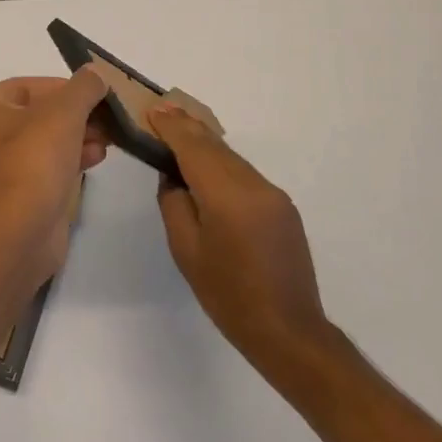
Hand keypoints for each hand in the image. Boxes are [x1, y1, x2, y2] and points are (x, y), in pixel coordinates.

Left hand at [0, 68, 110, 288]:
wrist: (20, 231)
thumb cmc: (35, 159)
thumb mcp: (65, 111)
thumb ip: (83, 86)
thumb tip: (95, 73)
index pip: (28, 85)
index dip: (65, 88)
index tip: (96, 95)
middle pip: (36, 114)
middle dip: (75, 115)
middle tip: (106, 120)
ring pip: (41, 142)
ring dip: (76, 137)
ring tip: (107, 141)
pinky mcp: (10, 196)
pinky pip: (41, 167)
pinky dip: (67, 160)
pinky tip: (95, 159)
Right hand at [146, 103, 329, 373]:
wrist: (288, 331)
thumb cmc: (227, 295)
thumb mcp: (186, 250)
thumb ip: (175, 204)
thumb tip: (174, 176)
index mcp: (228, 196)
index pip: (194, 147)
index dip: (172, 127)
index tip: (153, 110)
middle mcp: (255, 185)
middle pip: (215, 146)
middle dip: (187, 127)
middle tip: (162, 110)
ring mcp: (273, 195)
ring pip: (231, 158)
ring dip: (205, 144)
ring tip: (179, 132)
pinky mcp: (282, 207)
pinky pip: (245, 175)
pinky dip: (222, 164)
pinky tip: (207, 168)